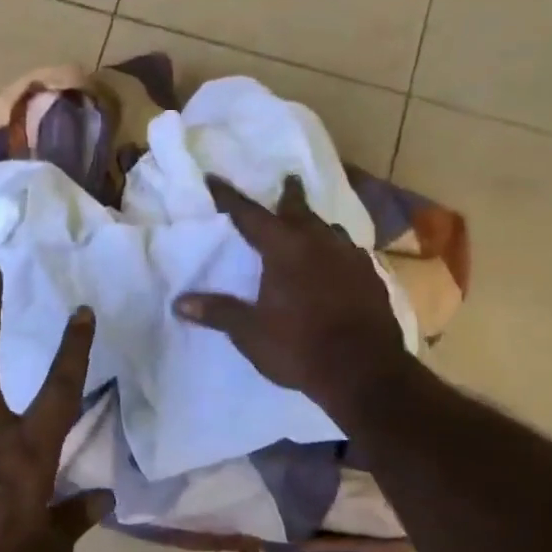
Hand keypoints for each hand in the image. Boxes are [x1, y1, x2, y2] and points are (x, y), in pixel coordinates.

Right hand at [172, 174, 412, 423]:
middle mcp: (319, 244)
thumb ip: (217, 312)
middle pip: (299, 211)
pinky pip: (349, 253)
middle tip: (287, 180)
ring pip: (329, 230)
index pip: (250, 215)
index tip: (215, 179)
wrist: (365, 372)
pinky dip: (336, 250)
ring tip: (310, 224)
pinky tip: (337, 262)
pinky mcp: (372, 278)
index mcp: (285, 249)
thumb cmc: (299, 347)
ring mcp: (350, 259)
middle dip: (289, 196)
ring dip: (315, 223)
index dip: (230, 198)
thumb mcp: (250, 333)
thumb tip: (179, 302)